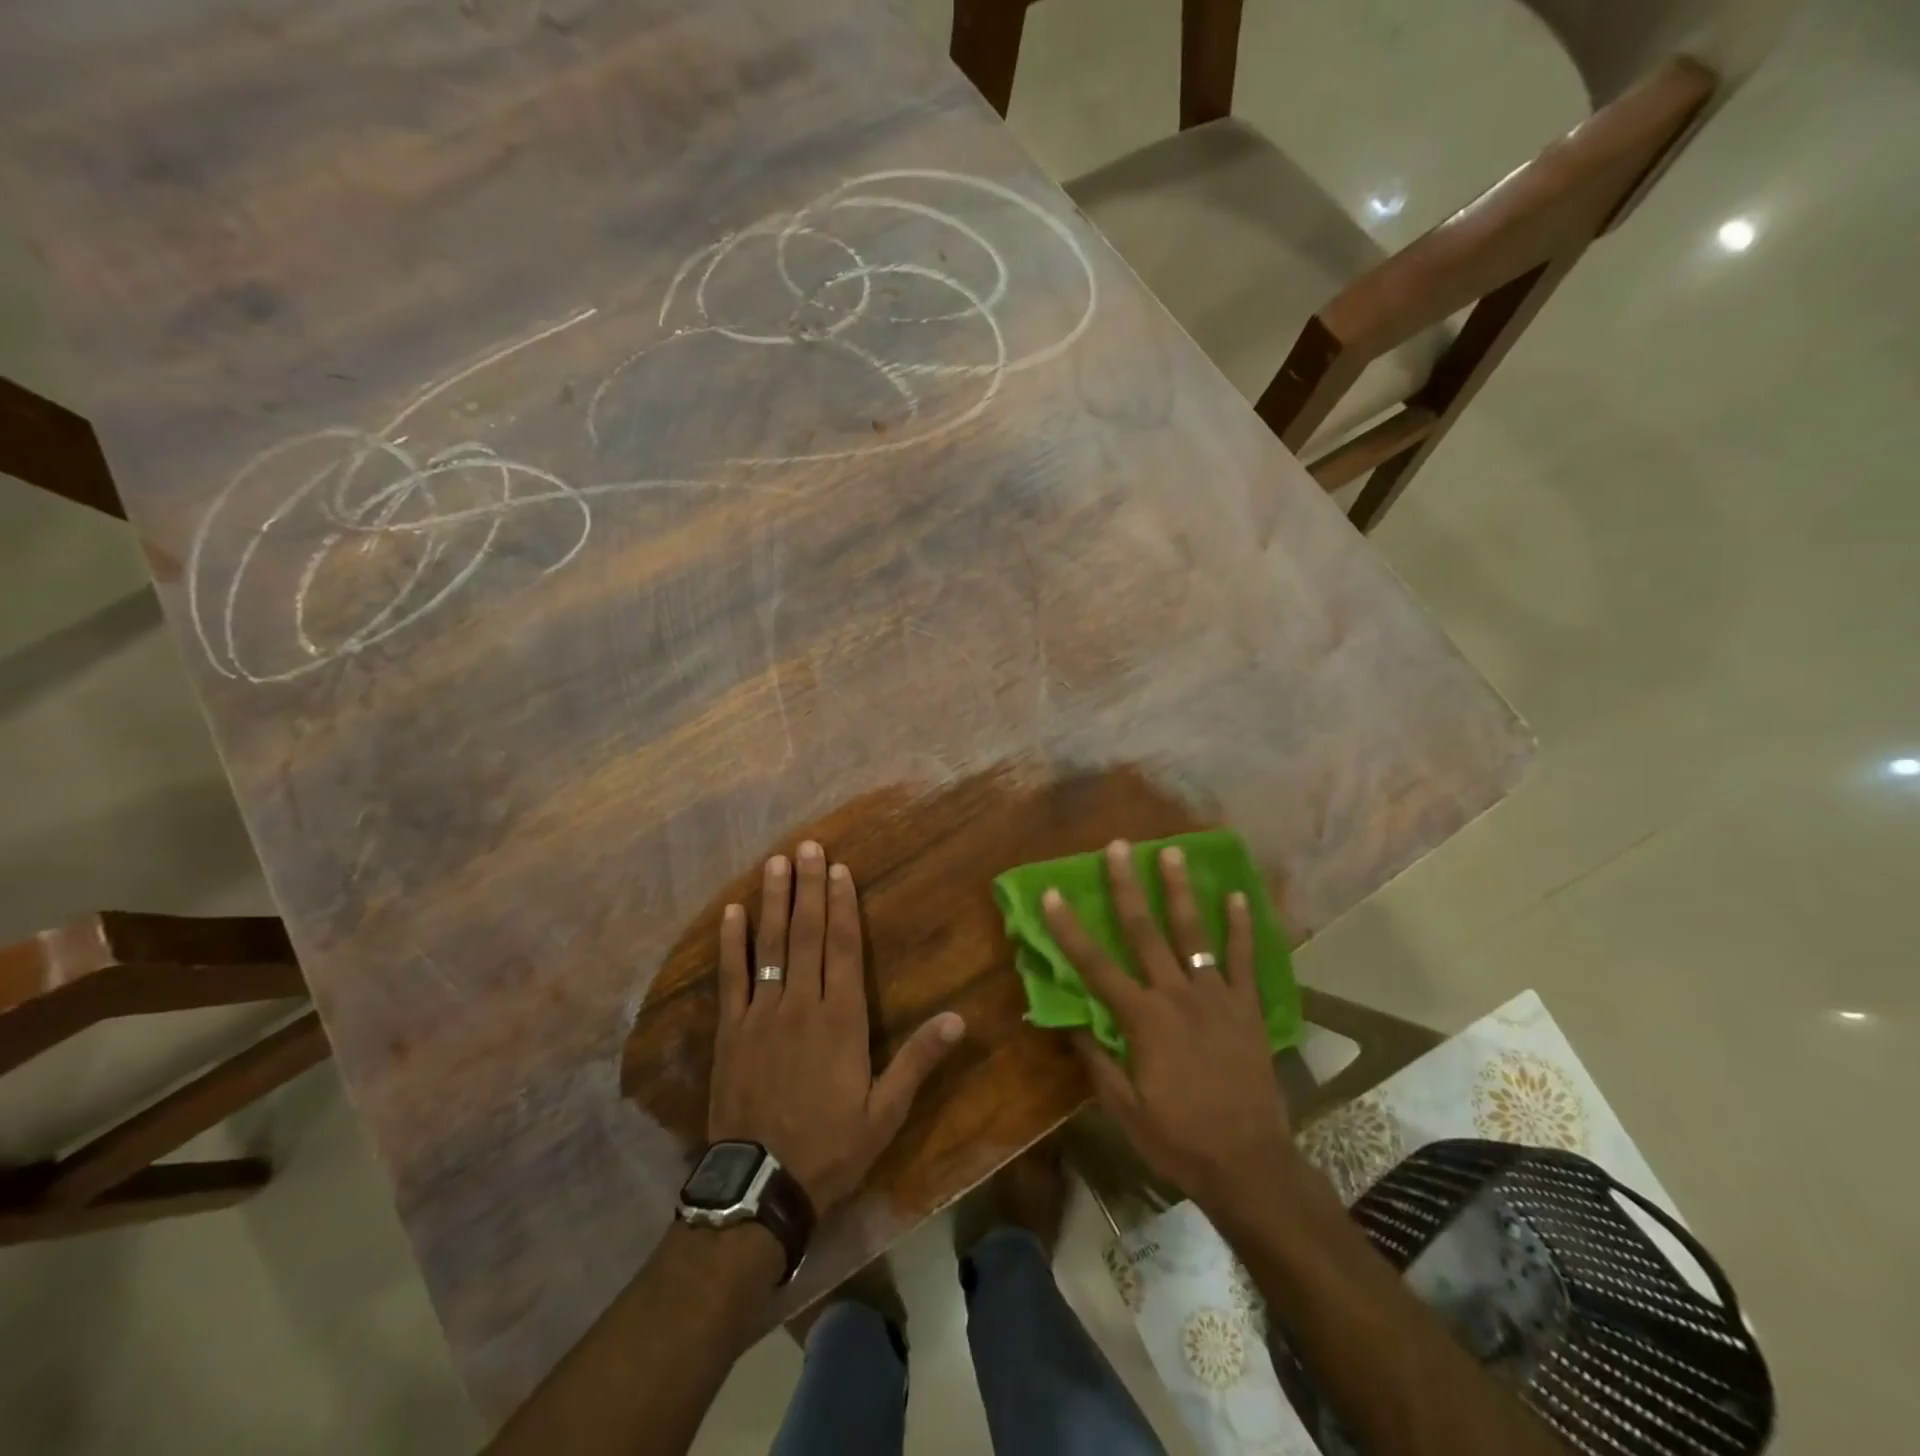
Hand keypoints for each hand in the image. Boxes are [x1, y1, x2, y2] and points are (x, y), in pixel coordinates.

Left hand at [709, 840, 966, 1211]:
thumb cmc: (831, 1146)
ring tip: (775, 863)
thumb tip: (958, 1019)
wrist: (761, 1186)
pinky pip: (730, 977)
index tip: (839, 869)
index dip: (842, 905)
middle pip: (806, 934)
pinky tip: (732, 912)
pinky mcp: (730, 1031)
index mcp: (841, 1019)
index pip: (844, 948)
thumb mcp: (885, 1112)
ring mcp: (761, 1014)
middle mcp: (801, 1004)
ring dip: (773, 901)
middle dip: (808, 887)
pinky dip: (731, 943)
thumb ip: (918, 1060)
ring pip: (769, 945)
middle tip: (807, 847)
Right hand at [1043, 840, 1293, 1221]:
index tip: (1052, 894)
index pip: (1095, 965)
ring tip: (1172, 852)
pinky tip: (1236, 896)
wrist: (1250, 1164)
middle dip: (1127, 886)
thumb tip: (1069, 1022)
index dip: (1069, 929)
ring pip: (1194, 934)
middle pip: (1145, 932)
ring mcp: (1216, 997)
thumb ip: (1096, 1061)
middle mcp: (1176, 996)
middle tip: (1118, 847)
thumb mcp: (1124, 1109)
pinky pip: (1245, 960)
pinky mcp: (1247, 1008)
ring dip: (1181, 891)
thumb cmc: (1179, 1139)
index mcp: (1142, 1020)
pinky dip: (1241, 927)